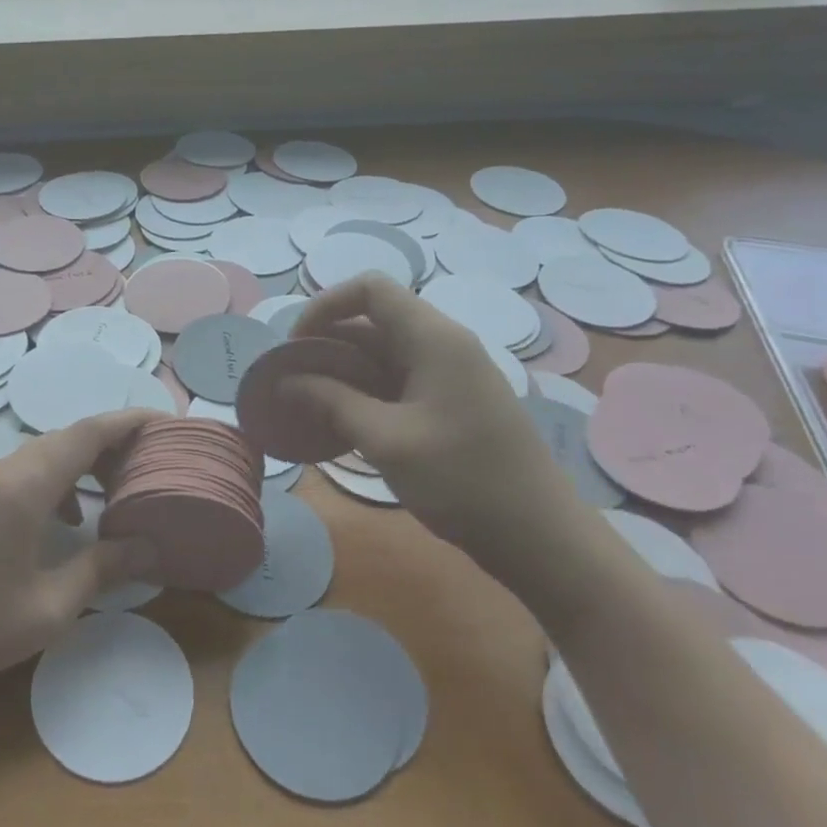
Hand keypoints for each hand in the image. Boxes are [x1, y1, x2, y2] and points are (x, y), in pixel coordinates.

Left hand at [0, 410, 159, 701]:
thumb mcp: (50, 607)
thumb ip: (103, 568)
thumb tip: (150, 546)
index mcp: (24, 487)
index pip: (86, 434)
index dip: (127, 421)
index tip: (163, 421)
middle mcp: (2, 471)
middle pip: (66, 437)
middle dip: (111, 441)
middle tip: (151, 459)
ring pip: (42, 453)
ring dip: (82, 461)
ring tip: (118, 486)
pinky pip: (22, 471)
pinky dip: (55, 479)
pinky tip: (68, 517)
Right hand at [287, 273, 586, 573]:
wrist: (540, 537)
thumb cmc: (462, 481)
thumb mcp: (386, 440)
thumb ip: (332, 402)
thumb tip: (285, 381)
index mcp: (433, 338)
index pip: (370, 289)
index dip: (325, 306)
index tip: (295, 346)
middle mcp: (442, 345)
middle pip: (372, 320)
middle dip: (325, 343)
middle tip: (289, 380)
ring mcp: (449, 374)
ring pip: (382, 353)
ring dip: (341, 371)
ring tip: (305, 403)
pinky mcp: (450, 402)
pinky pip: (396, 380)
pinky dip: (362, 392)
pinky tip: (340, 422)